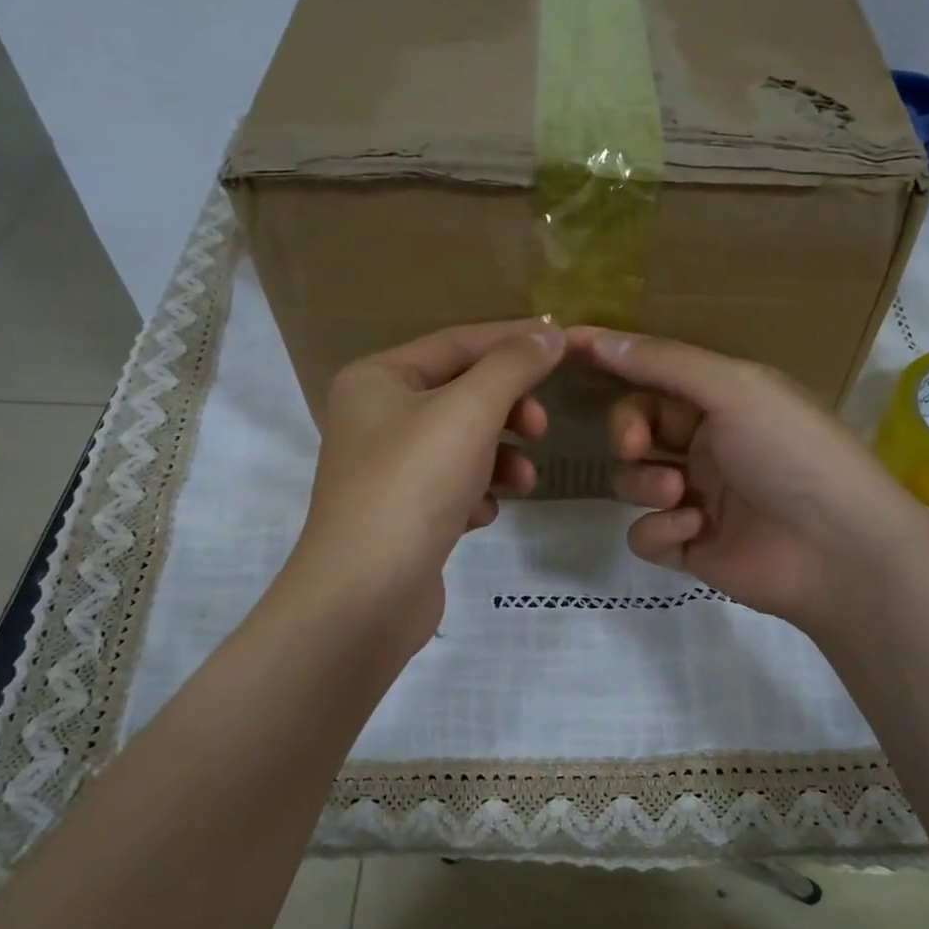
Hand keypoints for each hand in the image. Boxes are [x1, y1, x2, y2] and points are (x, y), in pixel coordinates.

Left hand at [292, 319, 564, 651]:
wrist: (365, 595)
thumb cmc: (412, 487)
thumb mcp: (468, 413)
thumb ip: (512, 367)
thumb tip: (549, 333)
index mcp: (377, 380)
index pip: (456, 343)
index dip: (512, 340)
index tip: (564, 344)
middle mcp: (376, 418)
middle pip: (461, 396)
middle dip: (508, 410)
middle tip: (541, 428)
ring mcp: (388, 471)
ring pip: (462, 447)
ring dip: (500, 459)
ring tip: (523, 482)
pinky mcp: (403, 517)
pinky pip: (453, 489)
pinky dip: (476, 496)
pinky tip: (481, 516)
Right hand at [571, 326, 923, 634]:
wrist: (837, 548)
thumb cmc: (791, 452)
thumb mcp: (734, 389)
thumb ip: (664, 364)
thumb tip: (597, 338)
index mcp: (724, 401)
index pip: (655, 376)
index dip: (615, 364)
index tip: (565, 351)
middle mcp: (708, 445)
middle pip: (636, 429)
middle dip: (627, 433)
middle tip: (635, 444)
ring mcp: (698, 499)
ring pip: (633, 483)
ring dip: (644, 485)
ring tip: (679, 495)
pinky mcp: (691, 548)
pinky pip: (646, 534)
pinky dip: (661, 531)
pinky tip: (694, 532)